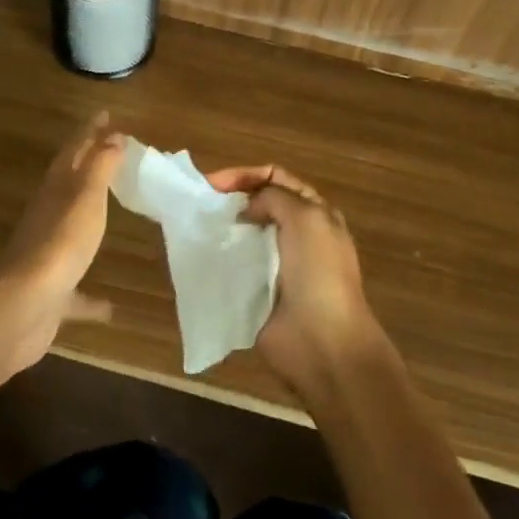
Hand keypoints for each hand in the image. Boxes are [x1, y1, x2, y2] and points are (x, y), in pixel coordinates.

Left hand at [0, 113, 124, 375]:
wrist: (23, 307)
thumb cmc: (60, 243)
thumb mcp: (86, 197)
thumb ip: (100, 167)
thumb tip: (113, 135)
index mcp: (56, 191)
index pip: (74, 151)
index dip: (89, 132)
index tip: (105, 114)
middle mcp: (48, 219)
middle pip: (69, 185)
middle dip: (88, 167)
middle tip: (111, 153)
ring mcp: (47, 258)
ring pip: (69, 232)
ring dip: (86, 222)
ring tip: (109, 215)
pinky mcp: (51, 296)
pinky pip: (75, 293)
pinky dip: (89, 297)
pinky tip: (110, 308)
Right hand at [205, 164, 385, 401]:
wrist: (322, 343)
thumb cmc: (319, 274)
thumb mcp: (306, 218)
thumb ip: (274, 197)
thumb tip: (248, 208)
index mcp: (314, 213)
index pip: (276, 178)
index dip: (245, 175)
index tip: (213, 184)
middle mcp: (296, 235)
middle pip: (258, 204)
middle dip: (231, 199)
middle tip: (200, 203)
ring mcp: (276, 265)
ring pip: (244, 235)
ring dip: (223, 228)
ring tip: (196, 227)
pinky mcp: (257, 292)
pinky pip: (234, 267)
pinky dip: (218, 259)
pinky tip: (200, 255)